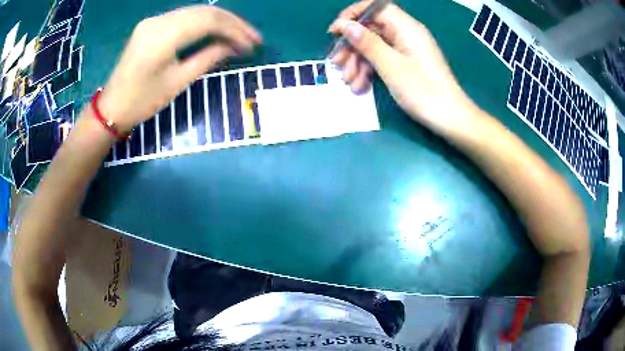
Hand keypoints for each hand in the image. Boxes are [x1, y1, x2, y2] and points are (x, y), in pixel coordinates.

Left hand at [99, 6, 261, 132]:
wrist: (111, 107)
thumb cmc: (142, 101)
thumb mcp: (178, 82)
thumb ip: (207, 58)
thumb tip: (234, 47)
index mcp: (164, 36)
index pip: (209, 21)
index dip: (235, 30)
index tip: (253, 44)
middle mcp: (159, 20)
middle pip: (205, 11)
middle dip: (232, 22)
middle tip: (252, 38)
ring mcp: (154, 20)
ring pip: (196, 12)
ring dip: (220, 21)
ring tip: (238, 35)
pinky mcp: (152, 25)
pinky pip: (184, 17)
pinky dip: (203, 23)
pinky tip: (215, 32)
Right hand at [329, 1, 477, 135]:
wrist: (449, 117)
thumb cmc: (423, 90)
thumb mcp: (390, 66)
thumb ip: (367, 43)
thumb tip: (345, 25)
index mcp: (405, 27)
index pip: (375, 8)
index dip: (353, 15)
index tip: (336, 31)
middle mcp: (405, 34)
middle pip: (371, 29)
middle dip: (352, 45)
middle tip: (337, 64)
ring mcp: (406, 49)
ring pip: (374, 46)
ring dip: (358, 62)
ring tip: (349, 82)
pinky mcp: (406, 63)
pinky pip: (383, 59)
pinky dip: (370, 70)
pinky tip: (360, 86)